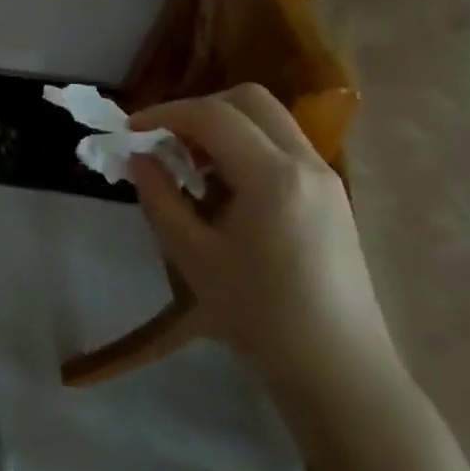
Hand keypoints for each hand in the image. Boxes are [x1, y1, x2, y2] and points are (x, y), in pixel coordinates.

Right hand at [128, 85, 398, 406]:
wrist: (337, 369)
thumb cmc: (259, 314)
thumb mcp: (193, 257)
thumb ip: (160, 198)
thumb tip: (139, 159)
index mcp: (273, 176)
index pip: (212, 115)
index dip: (165, 114)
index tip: (132, 130)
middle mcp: (306, 163)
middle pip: (250, 101)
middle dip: (199, 109)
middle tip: (166, 141)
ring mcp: (326, 178)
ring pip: (270, 121)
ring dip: (225, 128)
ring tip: (191, 167)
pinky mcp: (332, 197)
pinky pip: (283, 147)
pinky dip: (247, 147)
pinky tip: (225, 189)